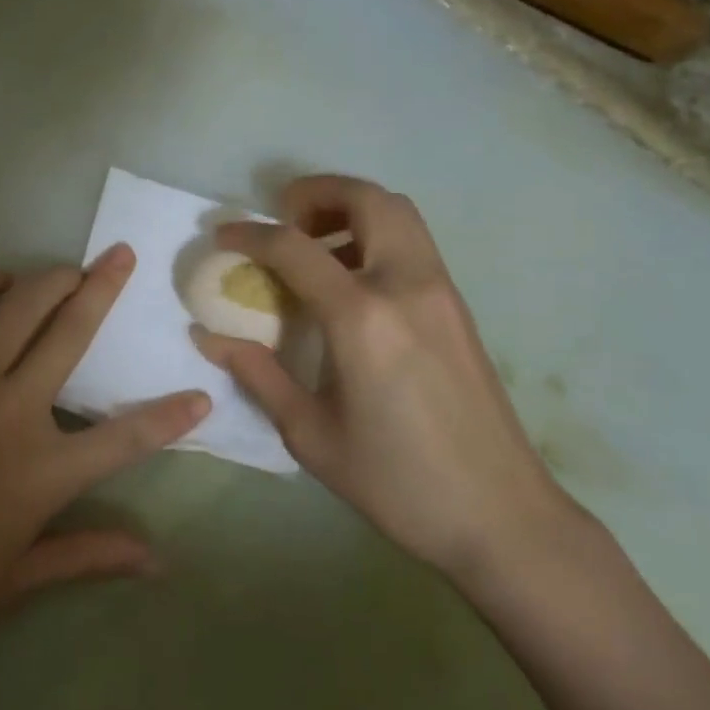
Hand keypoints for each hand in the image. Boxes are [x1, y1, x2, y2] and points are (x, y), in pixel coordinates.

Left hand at [0, 244, 208, 677]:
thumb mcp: (18, 579)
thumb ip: (90, 555)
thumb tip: (158, 560)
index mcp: (43, 472)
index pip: (126, 437)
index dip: (170, 416)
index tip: (201, 394)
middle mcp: (10, 413)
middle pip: (71, 335)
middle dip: (103, 289)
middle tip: (121, 256)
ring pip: (15, 310)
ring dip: (47, 279)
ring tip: (66, 266)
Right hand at [192, 176, 570, 586]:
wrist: (500, 515)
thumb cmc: (397, 482)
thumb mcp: (311, 434)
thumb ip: (258, 374)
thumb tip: (209, 336)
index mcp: (363, 318)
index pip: (295, 248)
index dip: (249, 235)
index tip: (221, 237)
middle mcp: (407, 285)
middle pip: (365, 198)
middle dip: (315, 193)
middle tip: (281, 220)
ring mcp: (441, 290)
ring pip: (398, 212)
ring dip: (350, 209)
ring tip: (314, 247)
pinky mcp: (458, 306)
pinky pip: (413, 242)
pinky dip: (376, 235)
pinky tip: (351, 283)